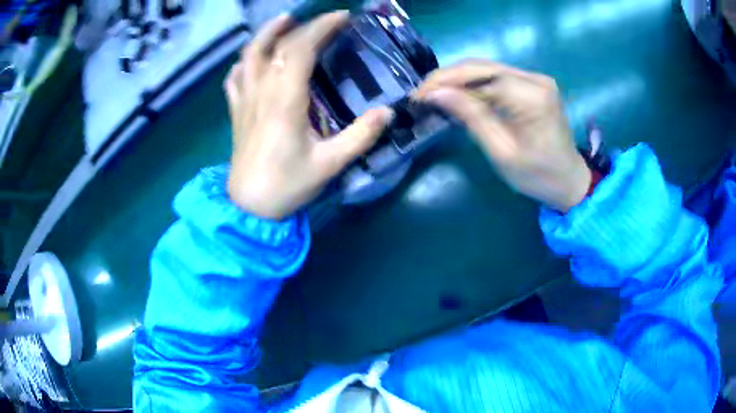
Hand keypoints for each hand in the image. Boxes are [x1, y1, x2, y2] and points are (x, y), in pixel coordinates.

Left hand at [224, 12, 393, 219]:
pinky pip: (234, 78)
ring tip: (284, 21)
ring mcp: (245, 100)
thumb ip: (361, 136)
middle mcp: (261, 92)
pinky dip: (243, 62)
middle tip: (326, 21)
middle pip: (278, 46)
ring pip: (249, 55)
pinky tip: (253, 59)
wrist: (249, 208)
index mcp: (285, 100)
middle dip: (304, 26)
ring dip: (266, 34)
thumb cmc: (288, 185)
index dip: (322, 28)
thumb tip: (388, 112)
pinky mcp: (236, 111)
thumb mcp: (330, 163)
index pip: (300, 49)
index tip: (343, 18)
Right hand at [414, 59, 590, 212]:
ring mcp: (536, 79)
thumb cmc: (538, 175)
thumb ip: (471, 117)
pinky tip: (458, 95)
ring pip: (487, 69)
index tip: (418, 96)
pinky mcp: (533, 84)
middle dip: (448, 77)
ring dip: (458, 80)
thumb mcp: (501, 152)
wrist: (569, 181)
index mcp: (532, 97)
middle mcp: (535, 79)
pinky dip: (475, 85)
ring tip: (434, 94)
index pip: (480, 77)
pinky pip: (497, 77)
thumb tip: (436, 93)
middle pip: (482, 67)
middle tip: (421, 93)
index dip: (446, 82)